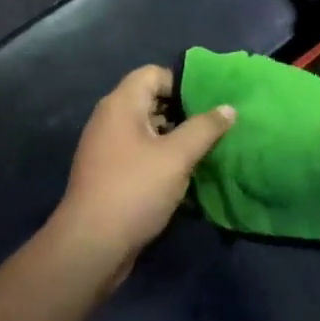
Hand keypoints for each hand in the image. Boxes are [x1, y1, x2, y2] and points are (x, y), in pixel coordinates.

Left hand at [53, 66, 235, 282]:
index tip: (207, 104)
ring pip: (146, 129)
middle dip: (182, 112)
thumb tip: (228, 108)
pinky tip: (182, 176)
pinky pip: (138, 153)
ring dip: (173, 138)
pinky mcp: (107, 173)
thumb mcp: (177, 157)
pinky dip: (159, 158)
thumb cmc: (135, 190)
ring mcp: (105, 147)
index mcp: (121, 104)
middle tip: (211, 128)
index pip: (153, 74)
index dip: (181, 84)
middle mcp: (109, 119)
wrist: (90, 247)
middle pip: (150, 100)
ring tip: (203, 151)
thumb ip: (205, 128)